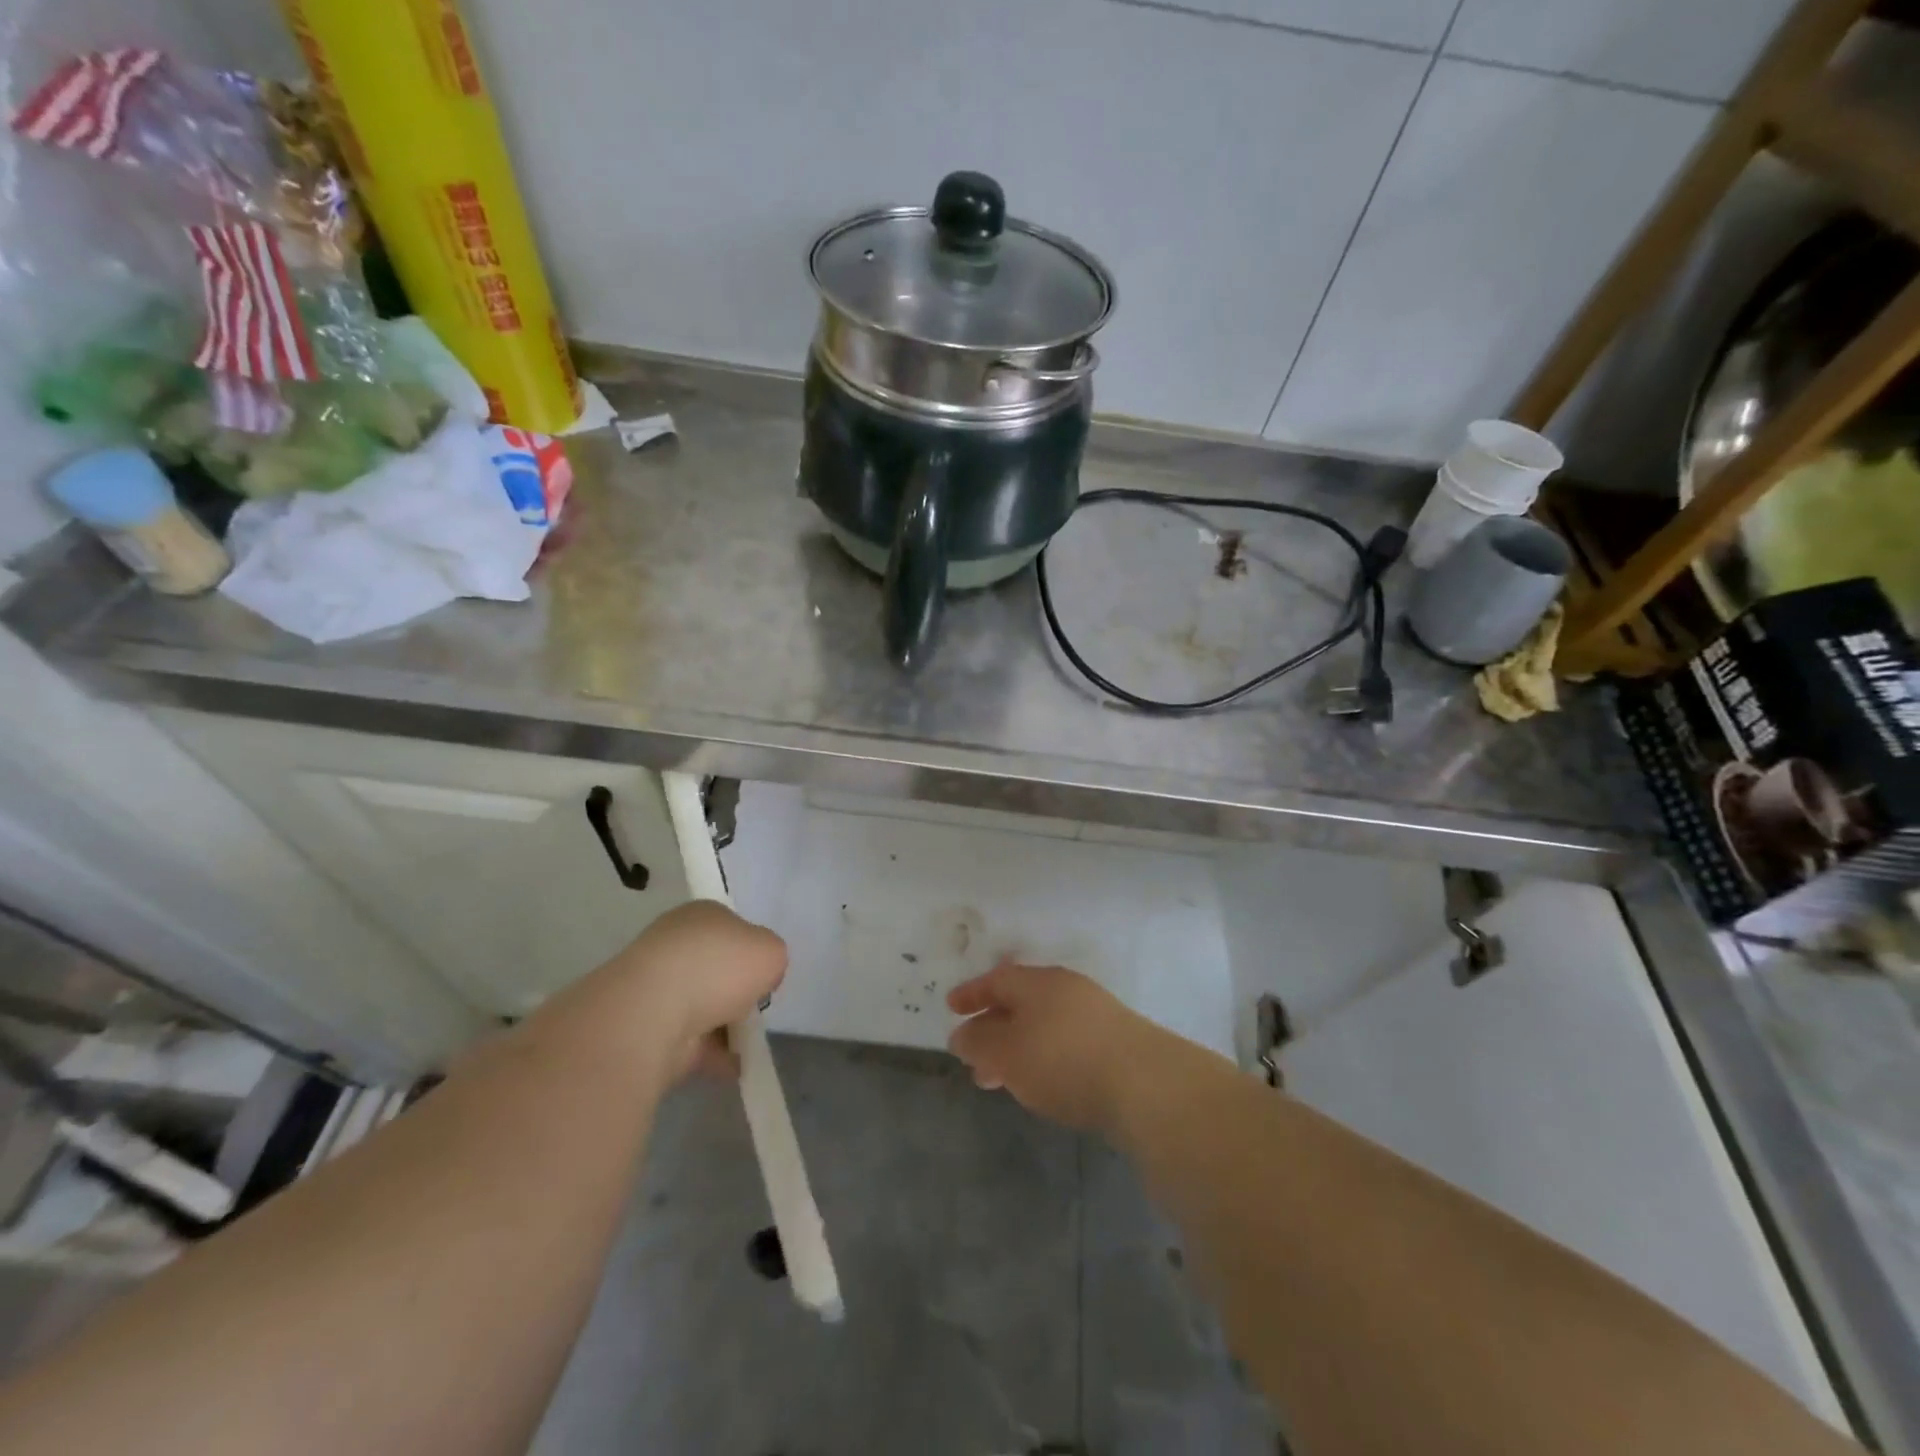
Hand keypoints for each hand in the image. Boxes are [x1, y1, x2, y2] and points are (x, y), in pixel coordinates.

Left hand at [582, 901, 787, 1079]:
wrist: (654, 1013)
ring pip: (701, 1005)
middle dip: (734, 989)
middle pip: (714, 967)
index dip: (751, 950)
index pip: (731, 928)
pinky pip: (691, 1041)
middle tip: (755, 1005)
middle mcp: (674, 944)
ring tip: (749, 1042)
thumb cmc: (717, 967)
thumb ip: (772, 958)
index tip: (763, 973)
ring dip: (724, 1025)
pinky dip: (713, 1054)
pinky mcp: (647, 1028)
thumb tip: (759, 976)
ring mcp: (656, 987)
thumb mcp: (771, 950)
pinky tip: (735, 1066)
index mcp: (700, 915)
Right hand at [946, 959, 1163, 1133]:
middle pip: (1021, 1002)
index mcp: (1039, 982)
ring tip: (1001, 1081)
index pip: (997, 979)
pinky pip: (1065, 1042)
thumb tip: (962, 1034)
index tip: (952, 1008)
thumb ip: (980, 1043)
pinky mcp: (1116, 1042)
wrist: (1146, 1085)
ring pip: (1043, 1025)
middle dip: (993, 1028)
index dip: (972, 993)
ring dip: (1017, 1048)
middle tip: (973, 1056)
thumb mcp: (1008, 1054)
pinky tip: (1042, 1085)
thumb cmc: (1064, 1060)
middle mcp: (1067, 989)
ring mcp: (1095, 1014)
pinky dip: (1043, 1057)